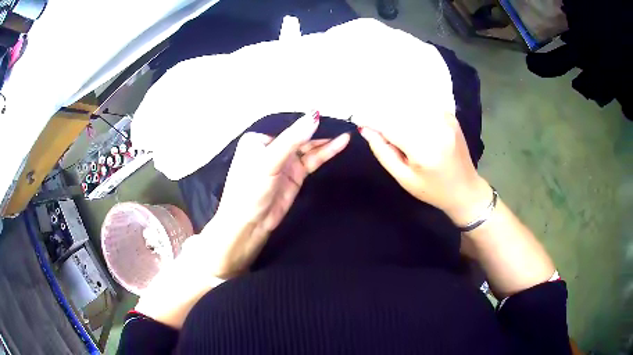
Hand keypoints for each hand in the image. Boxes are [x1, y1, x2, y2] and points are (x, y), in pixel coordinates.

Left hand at [207, 111, 349, 277]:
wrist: (249, 224)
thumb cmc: (250, 190)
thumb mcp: (269, 161)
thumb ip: (292, 140)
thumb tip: (314, 116)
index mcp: (259, 138)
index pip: (286, 124)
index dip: (305, 119)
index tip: (327, 110)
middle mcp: (272, 147)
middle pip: (299, 135)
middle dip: (318, 129)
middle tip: (341, 121)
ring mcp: (285, 161)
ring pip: (308, 147)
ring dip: (326, 140)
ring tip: (346, 132)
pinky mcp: (295, 174)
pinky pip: (313, 159)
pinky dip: (326, 152)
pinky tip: (341, 143)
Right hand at [358, 113, 490, 225]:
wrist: (466, 190)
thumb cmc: (433, 190)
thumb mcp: (404, 178)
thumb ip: (383, 152)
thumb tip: (366, 130)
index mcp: (423, 149)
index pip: (389, 126)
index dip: (372, 121)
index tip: (360, 121)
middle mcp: (435, 128)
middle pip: (400, 110)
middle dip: (384, 113)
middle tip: (375, 122)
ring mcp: (445, 119)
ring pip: (412, 104)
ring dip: (397, 108)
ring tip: (393, 123)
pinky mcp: (450, 116)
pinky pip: (425, 105)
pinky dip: (413, 107)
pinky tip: (409, 116)